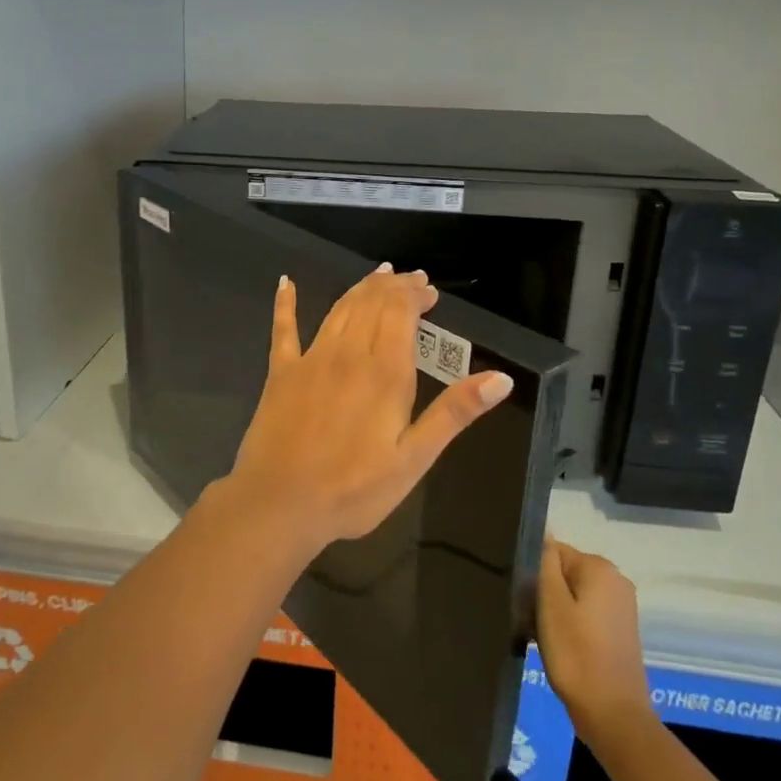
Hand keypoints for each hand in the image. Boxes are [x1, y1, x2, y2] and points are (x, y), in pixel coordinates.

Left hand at [224, 264, 514, 550]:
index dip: (415, 295)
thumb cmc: (354, 489)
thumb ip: (453, 414)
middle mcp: (347, 354)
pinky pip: (283, 329)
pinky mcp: (281, 373)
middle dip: (393, 287)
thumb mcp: (414, 459)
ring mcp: (310, 360)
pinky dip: (285, 303)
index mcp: (384, 372)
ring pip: (338, 310)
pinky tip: (286, 283)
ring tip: (376, 277)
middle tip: (409, 279)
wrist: (280, 503)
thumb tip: (500, 379)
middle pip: (371, 304)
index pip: (400, 313)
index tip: (429, 291)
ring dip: (360, 289)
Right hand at [537, 538, 655, 757]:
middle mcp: (615, 580)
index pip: (552, 551)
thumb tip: (544, 534)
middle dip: (543, 592)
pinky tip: (558, 647)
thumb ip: (546, 563)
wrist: (613, 716)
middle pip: (563, 572)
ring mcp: (621, 606)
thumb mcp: (551, 603)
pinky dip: (569, 625)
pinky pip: (584, 613)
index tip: (525, 600)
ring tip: (542, 636)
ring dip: (553, 611)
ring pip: (572, 594)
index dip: (534, 573)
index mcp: (600, 568)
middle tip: (531, 620)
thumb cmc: (576, 654)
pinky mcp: (619, 630)